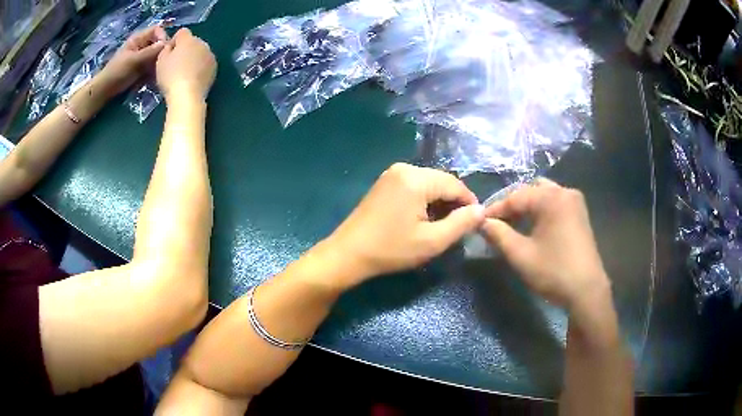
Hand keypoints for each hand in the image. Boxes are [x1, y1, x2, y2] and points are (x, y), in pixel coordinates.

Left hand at [98, 26, 167, 96]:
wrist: (105, 90)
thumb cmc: (117, 72)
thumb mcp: (133, 60)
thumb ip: (150, 51)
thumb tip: (166, 44)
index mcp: (139, 38)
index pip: (157, 30)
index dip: (162, 36)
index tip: (164, 49)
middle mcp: (142, 45)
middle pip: (158, 43)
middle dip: (161, 52)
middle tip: (161, 63)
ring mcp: (141, 57)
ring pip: (156, 55)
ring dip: (158, 63)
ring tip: (157, 73)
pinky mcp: (141, 68)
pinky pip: (152, 66)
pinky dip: (154, 71)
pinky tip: (153, 78)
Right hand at [156, 28, 216, 101]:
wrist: (187, 95)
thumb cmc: (170, 77)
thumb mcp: (160, 61)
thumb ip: (166, 50)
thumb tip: (171, 47)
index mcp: (188, 39)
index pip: (182, 32)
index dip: (174, 41)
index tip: (168, 53)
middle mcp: (202, 43)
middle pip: (192, 42)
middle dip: (184, 50)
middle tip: (176, 65)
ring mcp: (210, 55)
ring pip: (200, 52)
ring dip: (193, 58)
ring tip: (184, 73)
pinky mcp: (214, 68)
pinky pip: (205, 63)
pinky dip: (200, 67)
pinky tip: (193, 79)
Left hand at [325, 163, 484, 286]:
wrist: (348, 254)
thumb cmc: (391, 249)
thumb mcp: (432, 241)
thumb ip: (461, 224)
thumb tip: (482, 210)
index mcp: (416, 178)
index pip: (455, 184)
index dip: (469, 203)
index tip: (476, 223)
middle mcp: (404, 168)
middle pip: (441, 182)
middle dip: (453, 203)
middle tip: (458, 228)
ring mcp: (391, 174)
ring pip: (429, 184)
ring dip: (439, 203)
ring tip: (442, 226)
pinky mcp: (384, 183)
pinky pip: (414, 187)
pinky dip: (424, 201)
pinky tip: (423, 219)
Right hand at [480, 179, 609, 310]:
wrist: (587, 291)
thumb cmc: (553, 272)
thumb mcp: (521, 255)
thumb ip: (498, 234)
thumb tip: (482, 222)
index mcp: (551, 198)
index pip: (515, 197)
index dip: (495, 209)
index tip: (479, 221)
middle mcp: (565, 192)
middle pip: (531, 190)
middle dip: (512, 204)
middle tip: (497, 222)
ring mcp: (575, 202)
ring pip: (544, 194)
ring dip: (527, 206)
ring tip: (513, 224)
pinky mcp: (580, 213)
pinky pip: (555, 202)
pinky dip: (541, 210)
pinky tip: (533, 226)